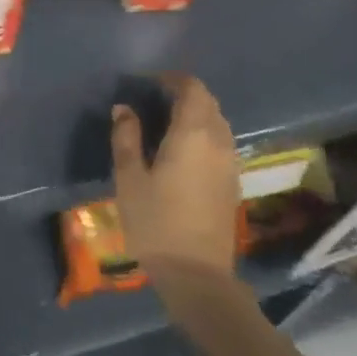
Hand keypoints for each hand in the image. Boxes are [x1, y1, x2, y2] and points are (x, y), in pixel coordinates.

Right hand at [110, 74, 237, 275]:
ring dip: (195, 114)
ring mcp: (230, 162)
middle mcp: (219, 141)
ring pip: (217, 122)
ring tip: (165, 124)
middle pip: (208, 102)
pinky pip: (220, 142)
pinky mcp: (232, 182)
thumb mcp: (129, 178)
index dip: (172, 79)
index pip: (192, 88)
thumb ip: (126, 137)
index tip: (148, 83)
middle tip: (153, 101)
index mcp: (193, 133)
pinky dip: (203, 134)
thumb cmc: (156, 222)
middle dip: (183, 94)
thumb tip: (124, 109)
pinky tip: (181, 150)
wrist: (197, 276)